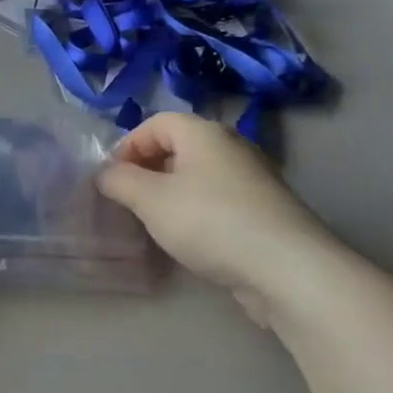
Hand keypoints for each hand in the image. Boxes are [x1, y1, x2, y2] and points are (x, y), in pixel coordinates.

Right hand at [97, 112, 340, 319]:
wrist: (287, 269)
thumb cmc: (209, 222)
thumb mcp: (149, 199)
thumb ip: (119, 180)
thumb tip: (105, 174)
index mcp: (204, 133)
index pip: (155, 123)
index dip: (127, 146)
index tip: (112, 178)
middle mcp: (232, 147)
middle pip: (178, 147)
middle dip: (147, 170)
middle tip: (128, 200)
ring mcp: (253, 179)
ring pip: (198, 175)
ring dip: (170, 193)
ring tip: (154, 221)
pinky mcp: (265, 211)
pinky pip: (218, 199)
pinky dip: (196, 211)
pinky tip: (189, 238)